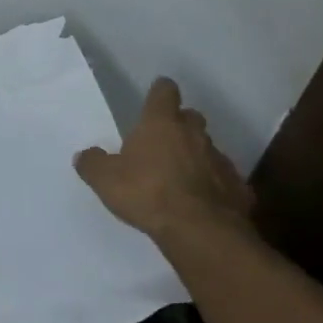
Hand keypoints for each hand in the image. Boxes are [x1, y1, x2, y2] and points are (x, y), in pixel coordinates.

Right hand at [74, 78, 255, 242]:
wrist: (199, 230)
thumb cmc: (147, 193)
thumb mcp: (105, 180)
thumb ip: (92, 164)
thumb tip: (84, 155)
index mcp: (161, 123)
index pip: (164, 92)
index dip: (160, 93)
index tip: (154, 97)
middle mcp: (194, 134)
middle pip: (190, 117)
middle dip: (179, 125)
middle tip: (163, 141)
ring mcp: (220, 160)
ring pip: (208, 149)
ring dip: (196, 157)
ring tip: (180, 177)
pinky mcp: (237, 187)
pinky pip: (223, 180)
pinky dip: (213, 186)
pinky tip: (202, 202)